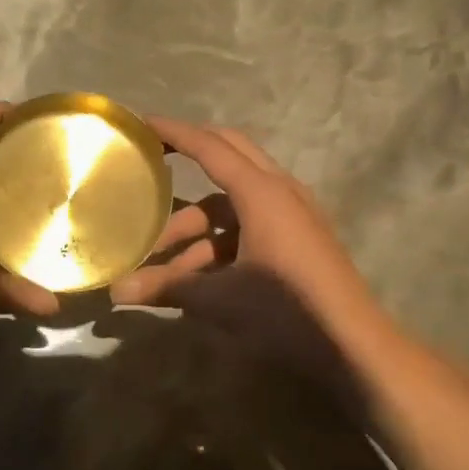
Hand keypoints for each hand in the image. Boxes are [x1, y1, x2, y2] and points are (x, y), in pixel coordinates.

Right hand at [110, 117, 385, 344]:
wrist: (353, 346)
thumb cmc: (285, 311)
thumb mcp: (220, 299)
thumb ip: (166, 288)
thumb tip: (115, 292)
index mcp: (261, 192)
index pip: (209, 147)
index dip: (174, 132)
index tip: (142, 123)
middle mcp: (280, 192)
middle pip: (228, 156)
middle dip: (189, 156)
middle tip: (152, 161)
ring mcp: (293, 215)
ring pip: (234, 204)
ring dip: (197, 228)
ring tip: (162, 268)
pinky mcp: (299, 239)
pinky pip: (251, 224)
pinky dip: (220, 242)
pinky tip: (196, 280)